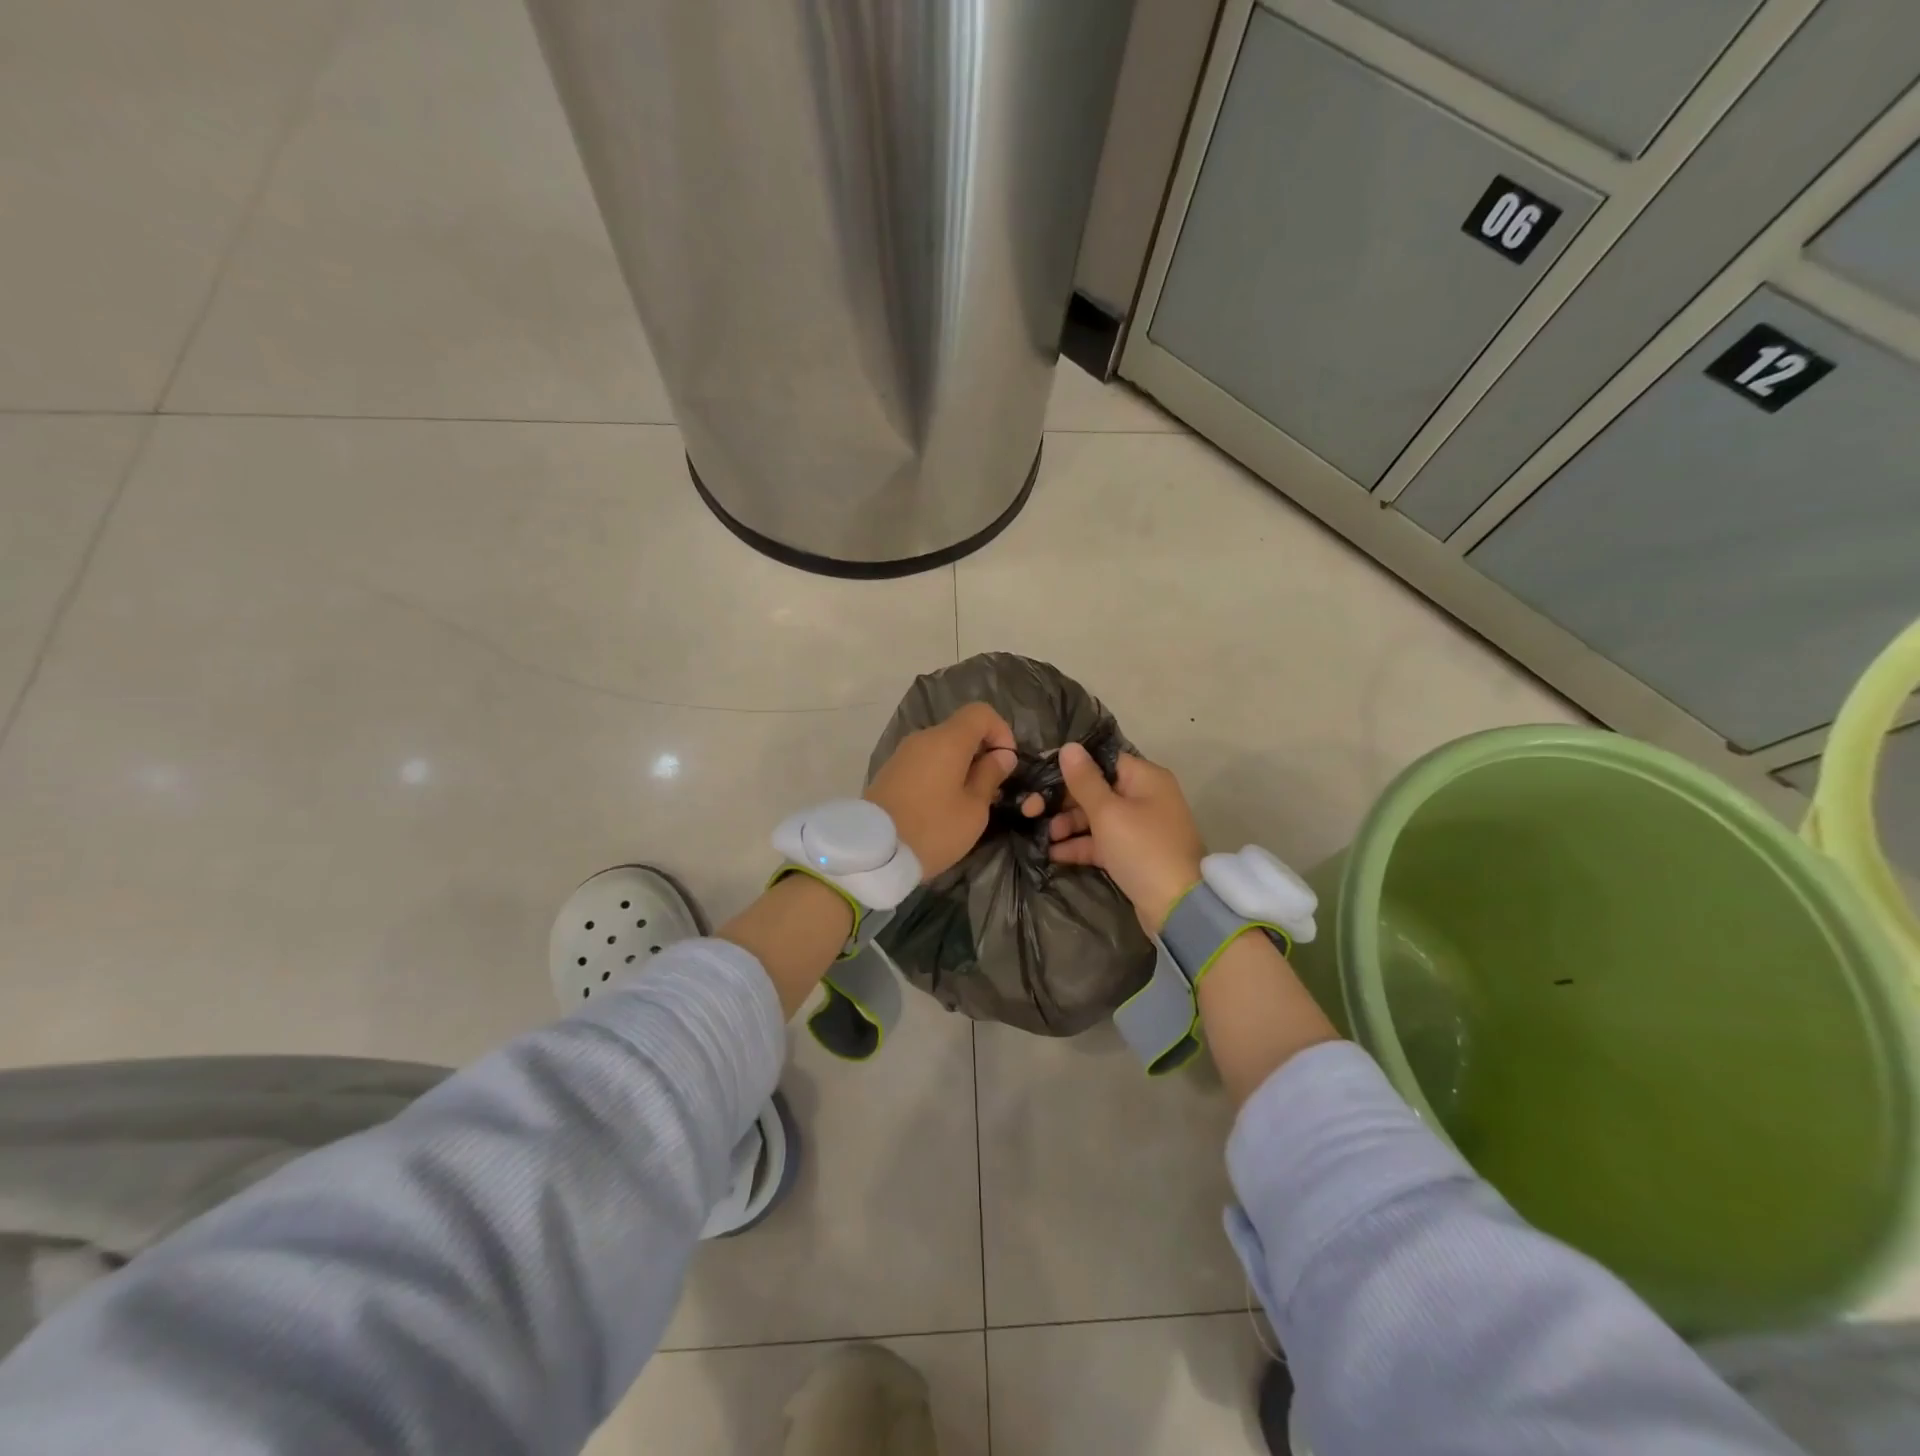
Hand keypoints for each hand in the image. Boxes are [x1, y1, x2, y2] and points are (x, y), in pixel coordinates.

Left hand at [865, 702, 1018, 879]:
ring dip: (960, 765)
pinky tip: (941, 805)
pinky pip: (924, 762)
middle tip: (991, 789)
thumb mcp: (973, 809)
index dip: (1001, 732)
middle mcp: (923, 738)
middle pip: (960, 730)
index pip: (981, 712)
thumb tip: (1001, 756)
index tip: (1006, 763)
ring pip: (942, 747)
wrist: (874, 852)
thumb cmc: (933, 830)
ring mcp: (903, 754)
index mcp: (947, 740)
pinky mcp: (890, 771)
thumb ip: (990, 776)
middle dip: (981, 752)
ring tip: (967, 801)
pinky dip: (940, 774)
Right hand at [1048, 744, 1205, 932]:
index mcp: (1145, 778)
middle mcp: (1144, 797)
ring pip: (1096, 817)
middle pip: (1097, 789)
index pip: (1103, 760)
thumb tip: (1069, 747)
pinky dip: (1080, 845)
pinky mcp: (1132, 853)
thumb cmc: (1141, 849)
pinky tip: (1053, 853)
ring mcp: (1139, 827)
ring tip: (1045, 836)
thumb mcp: (1108, 812)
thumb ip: (1084, 781)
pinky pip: (1101, 841)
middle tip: (1033, 811)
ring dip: (1069, 824)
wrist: (1176, 906)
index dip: (1072, 767)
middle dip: (1065, 801)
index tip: (1042, 775)